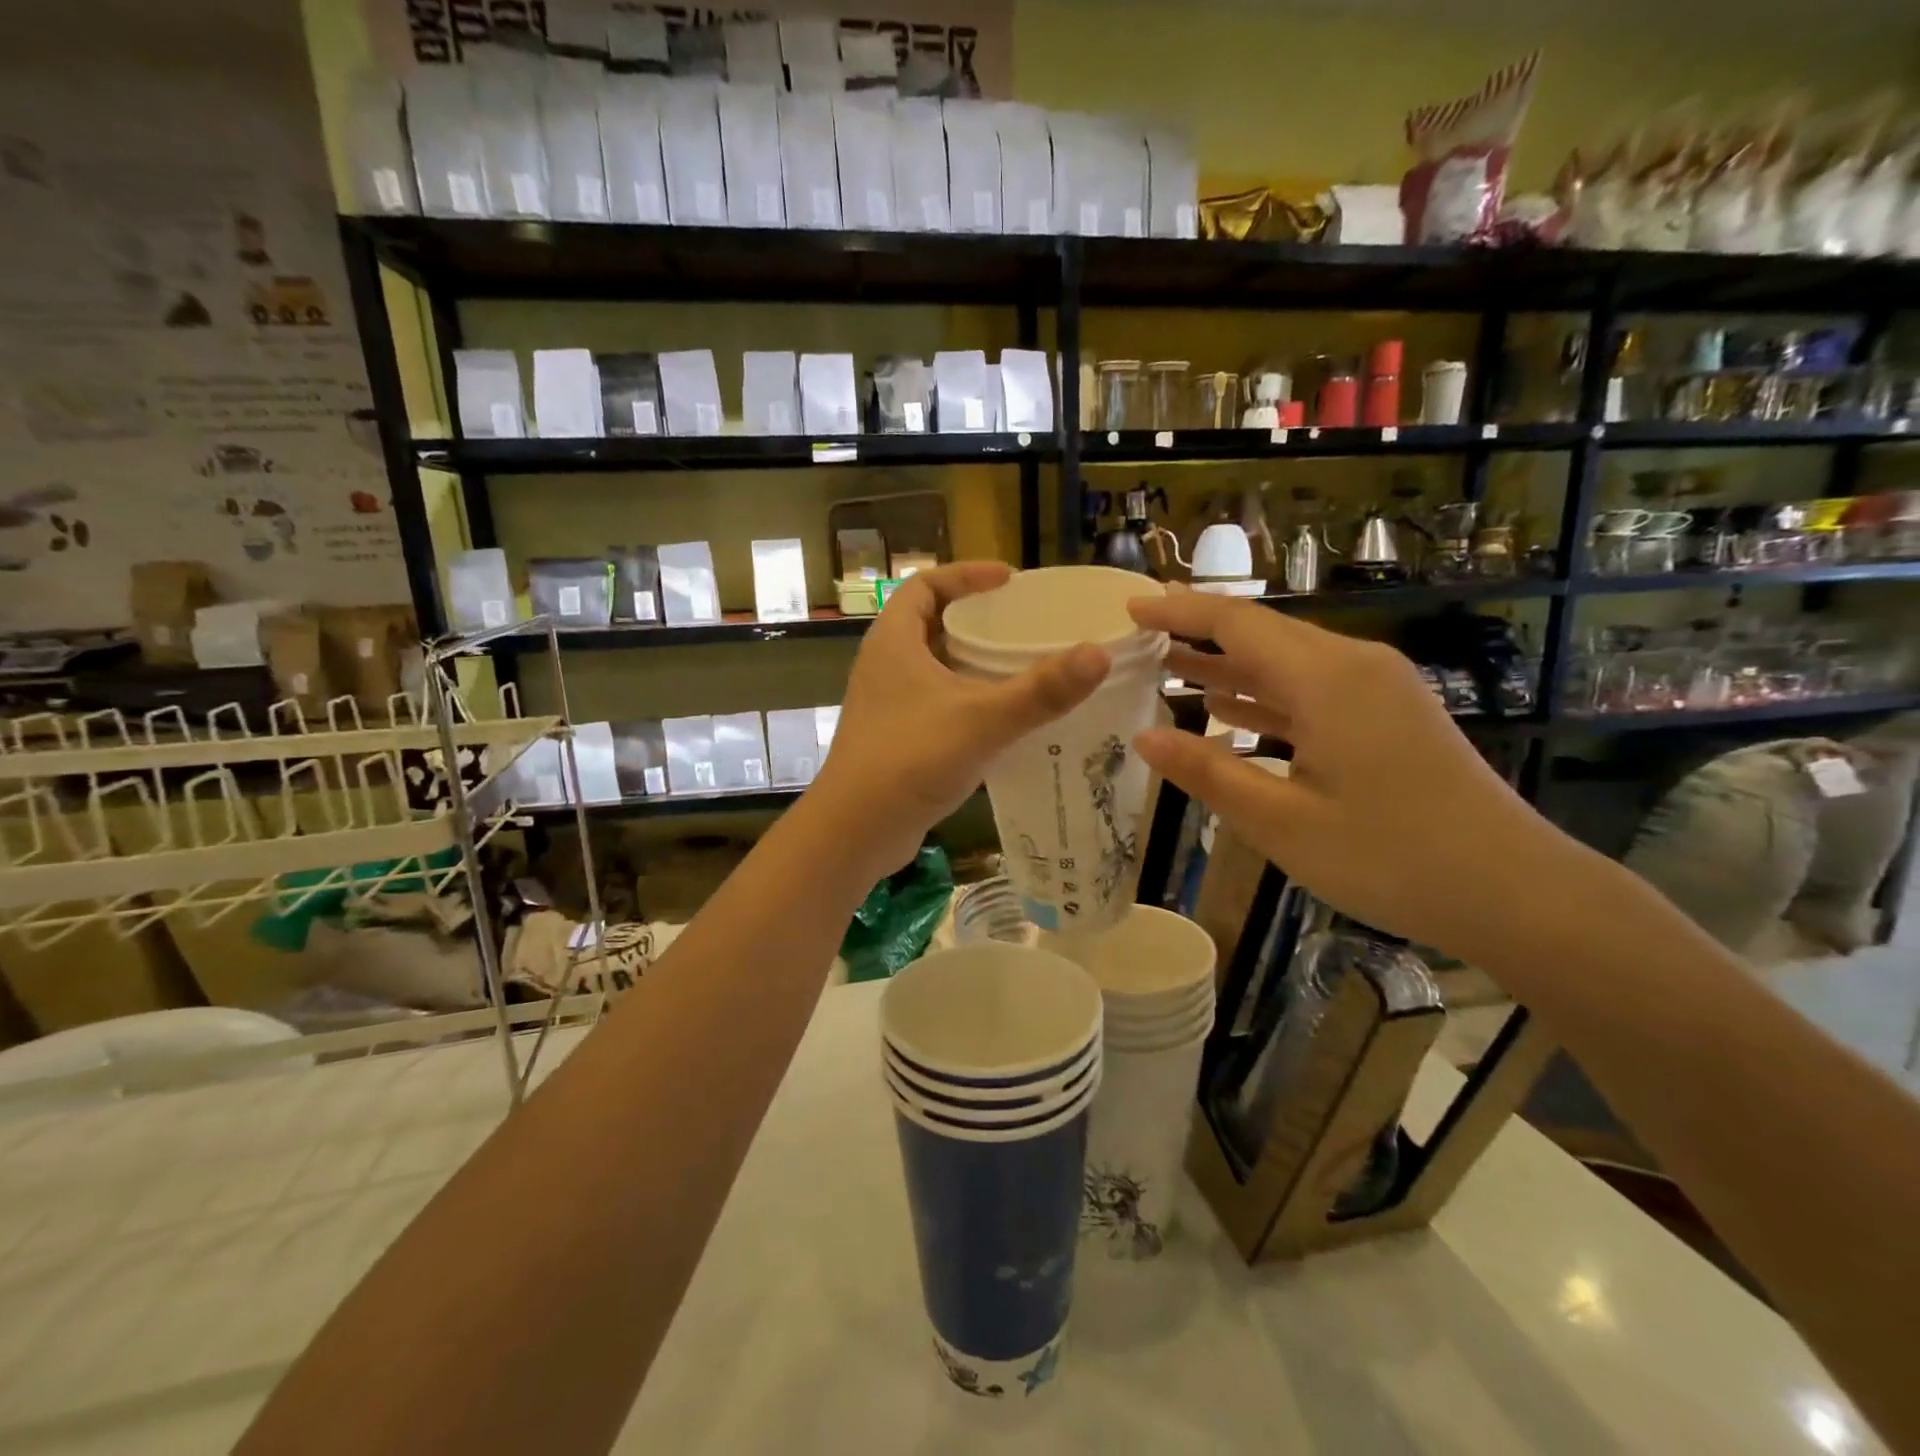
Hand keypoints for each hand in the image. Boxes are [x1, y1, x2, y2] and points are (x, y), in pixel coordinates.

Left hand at [813, 562, 1109, 876]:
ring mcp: (887, 704)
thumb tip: (1098, 654)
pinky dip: (966, 698)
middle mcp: (885, 665)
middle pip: (929, 622)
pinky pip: (935, 702)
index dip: (965, 574)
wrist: (855, 831)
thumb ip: (1040, 691)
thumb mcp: (981, 720)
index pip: (924, 585)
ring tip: (1018, 665)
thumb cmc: (909, 760)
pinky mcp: (895, 737)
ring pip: (933, 666)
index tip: (1009, 580)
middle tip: (1020, 623)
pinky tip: (1000, 718)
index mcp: (893, 642)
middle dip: (973, 617)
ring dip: (970, 661)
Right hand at [1127, 589, 1566, 962]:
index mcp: (1326, 679)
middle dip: (1199, 633)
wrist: (1515, 892)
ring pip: (1287, 663)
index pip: (1238, 623)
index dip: (1180, 610)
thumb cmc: (1390, 858)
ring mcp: (1378, 691)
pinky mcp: (1390, 717)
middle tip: (1140, 637)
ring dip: (1230, 666)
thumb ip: (1208, 773)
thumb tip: (1143, 737)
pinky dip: (1265, 697)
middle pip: (1263, 634)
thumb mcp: (1282, 823)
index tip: (1131, 605)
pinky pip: (1312, 692)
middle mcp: (1354, 667)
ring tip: (1169, 666)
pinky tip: (1229, 711)